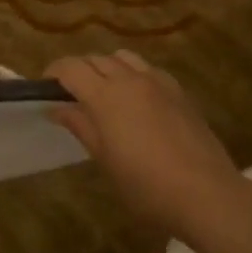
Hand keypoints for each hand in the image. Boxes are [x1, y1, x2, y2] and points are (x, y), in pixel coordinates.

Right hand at [47, 51, 243, 237]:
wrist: (205, 194)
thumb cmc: (145, 186)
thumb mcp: (105, 159)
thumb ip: (81, 126)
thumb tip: (58, 108)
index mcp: (106, 96)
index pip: (71, 67)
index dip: (54, 73)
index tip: (46, 88)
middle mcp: (130, 79)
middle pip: (96, 59)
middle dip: (79, 70)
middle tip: (71, 95)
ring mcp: (158, 83)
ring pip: (124, 58)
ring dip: (107, 67)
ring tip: (104, 93)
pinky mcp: (179, 92)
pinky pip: (148, 70)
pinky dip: (133, 74)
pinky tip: (136, 100)